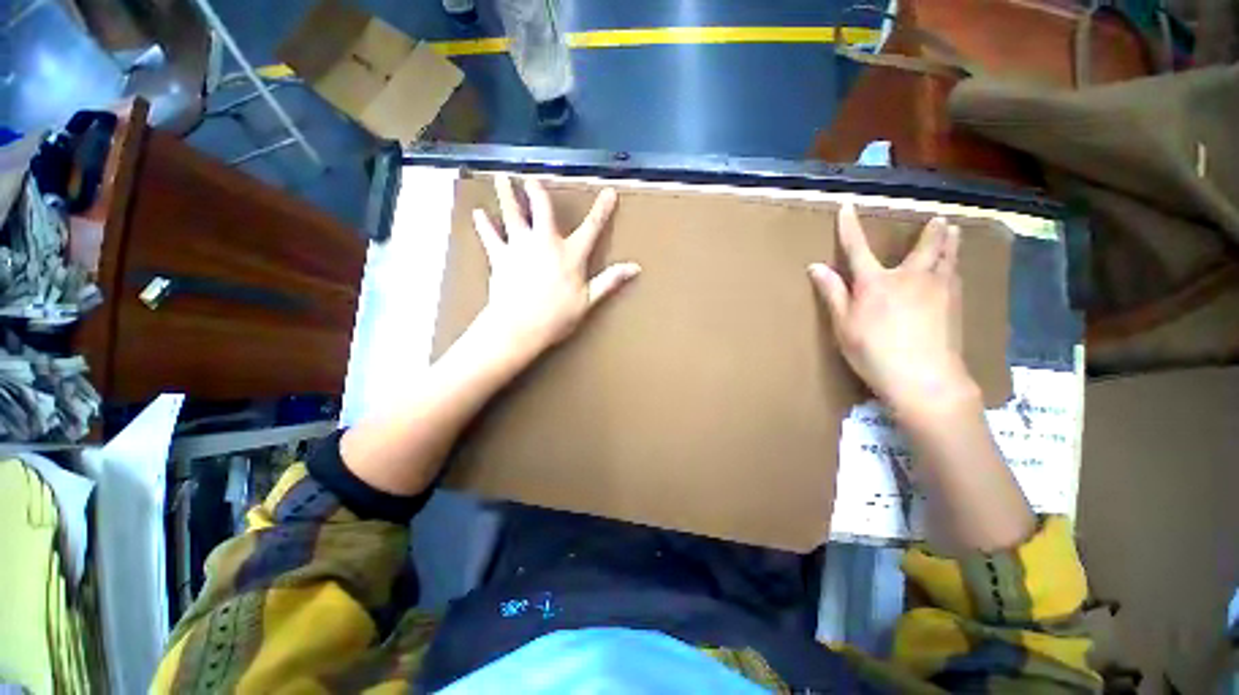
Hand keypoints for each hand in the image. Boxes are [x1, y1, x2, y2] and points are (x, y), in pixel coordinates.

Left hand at [472, 175, 640, 358]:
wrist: (518, 327)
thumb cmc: (555, 318)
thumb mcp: (588, 301)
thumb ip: (610, 280)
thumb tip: (634, 268)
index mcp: (571, 254)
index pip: (592, 226)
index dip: (602, 208)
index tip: (609, 192)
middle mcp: (545, 243)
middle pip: (542, 209)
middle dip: (537, 191)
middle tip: (531, 178)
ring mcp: (520, 247)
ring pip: (513, 214)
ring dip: (507, 194)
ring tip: (501, 178)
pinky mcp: (500, 257)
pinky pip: (490, 236)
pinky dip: (484, 224)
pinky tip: (478, 212)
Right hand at [809, 203, 977, 416]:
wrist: (926, 379)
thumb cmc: (879, 356)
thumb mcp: (846, 330)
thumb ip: (833, 296)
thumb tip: (816, 266)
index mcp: (877, 282)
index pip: (858, 247)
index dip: (850, 226)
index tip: (847, 206)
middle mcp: (910, 276)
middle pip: (924, 246)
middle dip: (930, 231)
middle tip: (940, 218)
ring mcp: (937, 289)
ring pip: (946, 259)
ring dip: (950, 243)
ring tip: (955, 231)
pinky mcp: (955, 307)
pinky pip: (956, 280)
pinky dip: (956, 269)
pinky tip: (958, 271)